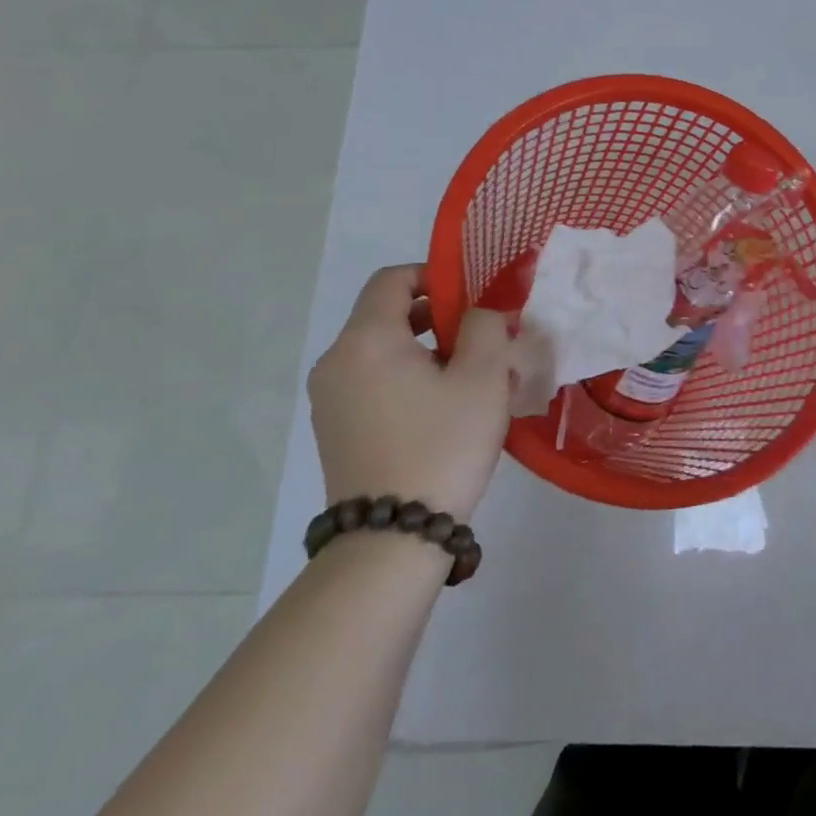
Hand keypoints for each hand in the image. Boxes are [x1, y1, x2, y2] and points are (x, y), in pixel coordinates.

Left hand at [308, 265, 513, 521]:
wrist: (392, 540)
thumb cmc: (442, 445)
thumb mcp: (483, 377)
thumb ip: (486, 326)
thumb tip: (478, 314)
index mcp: (366, 340)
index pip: (393, 279)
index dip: (435, 275)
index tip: (473, 298)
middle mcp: (337, 361)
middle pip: (387, 314)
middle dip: (438, 317)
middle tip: (482, 341)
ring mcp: (330, 399)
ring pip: (383, 351)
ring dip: (426, 351)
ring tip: (470, 380)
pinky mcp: (335, 429)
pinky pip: (373, 382)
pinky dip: (406, 378)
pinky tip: (442, 410)